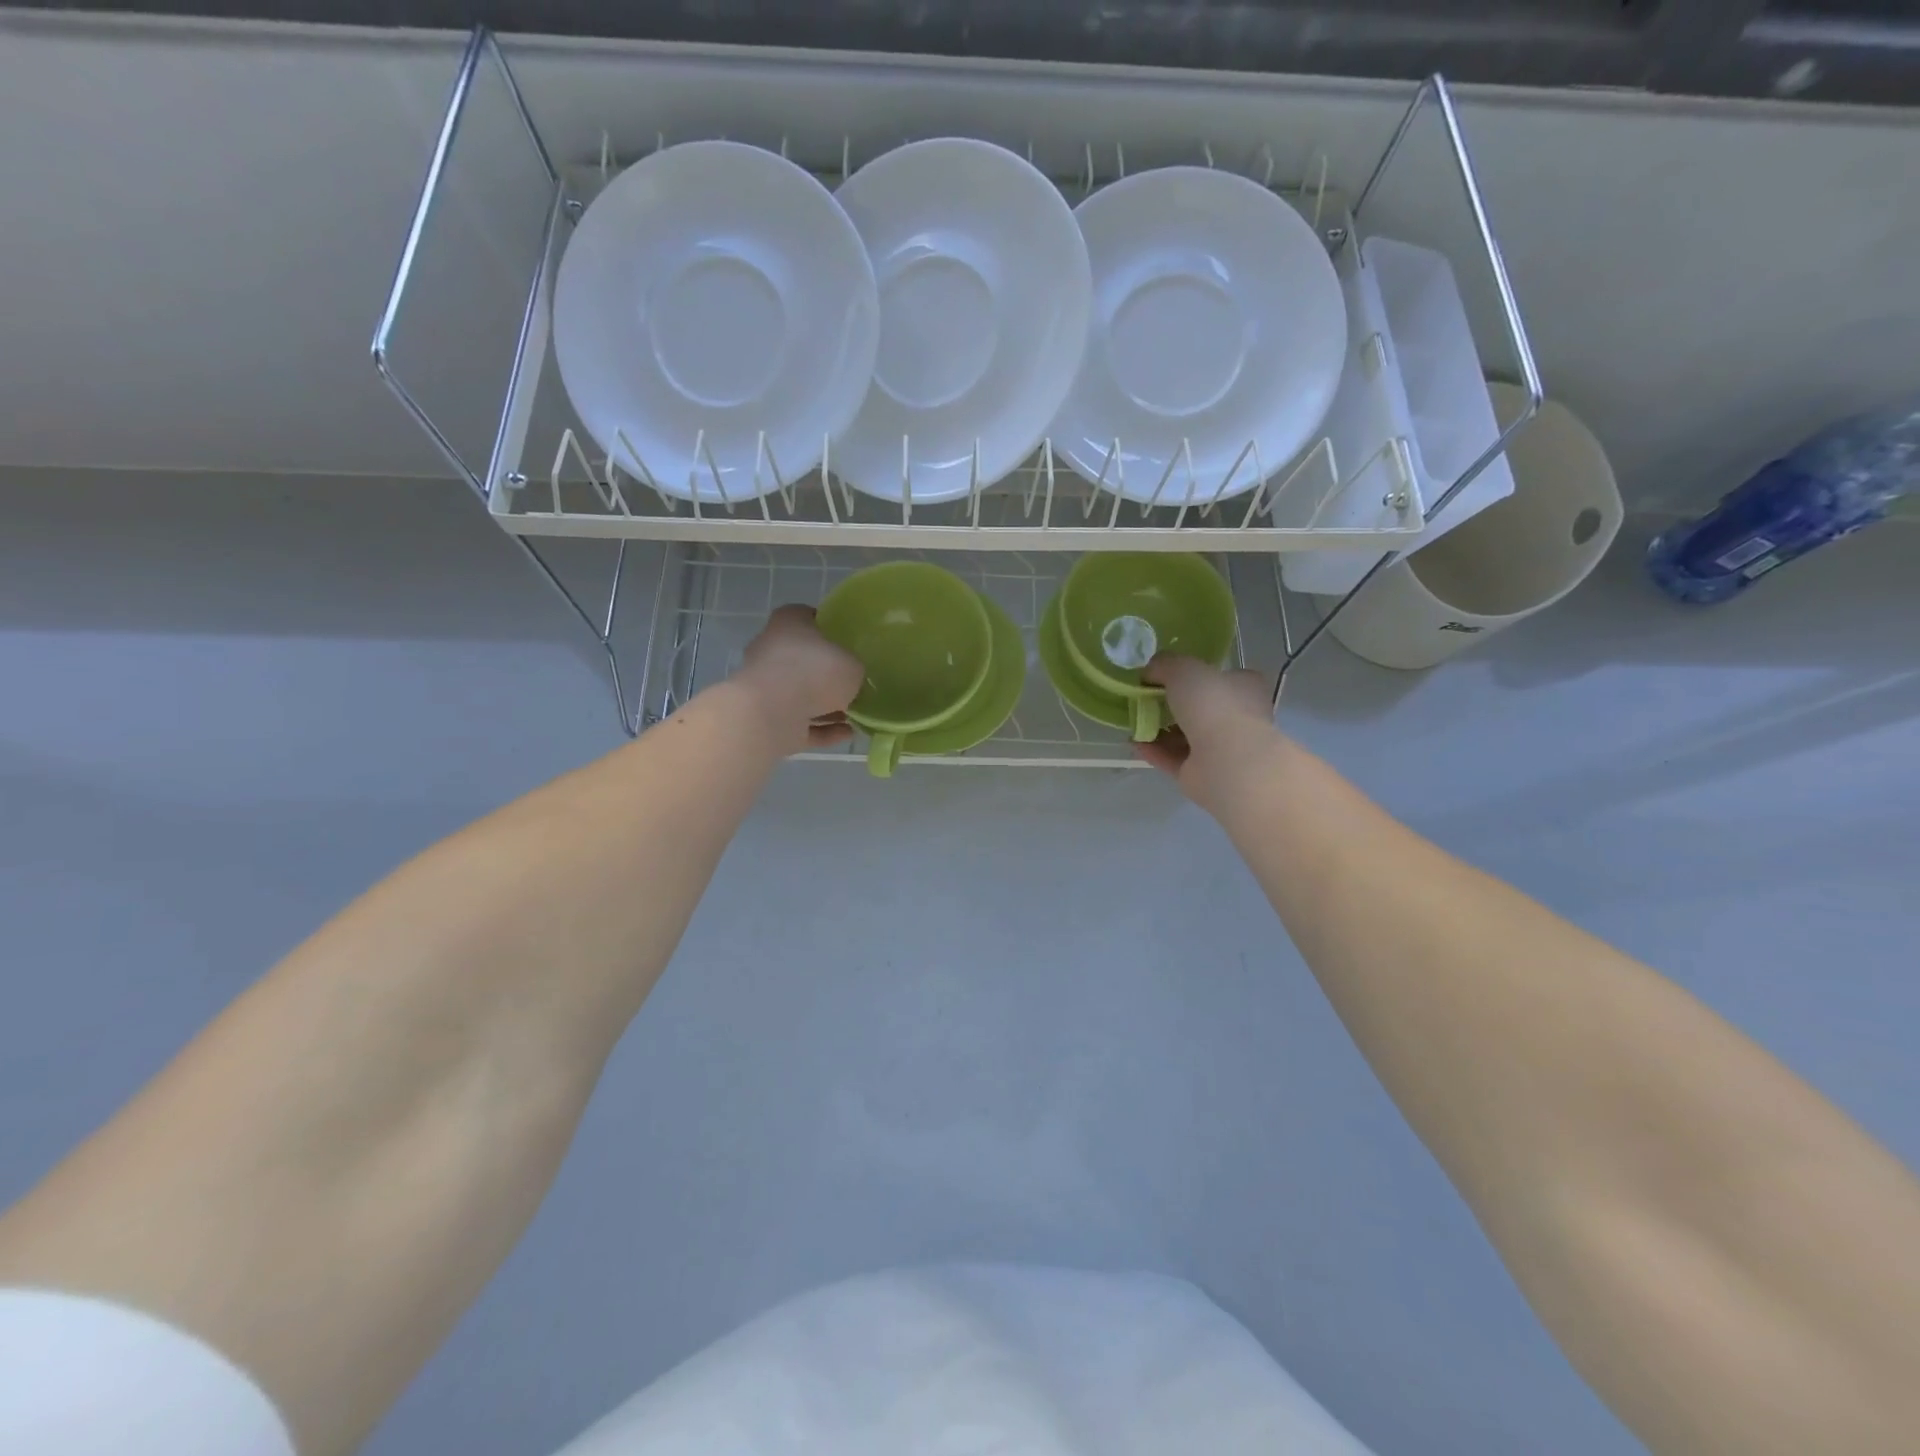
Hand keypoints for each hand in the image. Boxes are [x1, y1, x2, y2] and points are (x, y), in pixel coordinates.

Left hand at [734, 604, 865, 755]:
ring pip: (801, 695)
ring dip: (826, 706)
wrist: (772, 712)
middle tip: (854, 682)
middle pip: (802, 659)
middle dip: (826, 673)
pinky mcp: (768, 719)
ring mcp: (767, 687)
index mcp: (788, 624)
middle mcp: (772, 651)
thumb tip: (851, 679)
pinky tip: (848, 733)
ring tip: (856, 715)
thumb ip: (853, 669)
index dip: (827, 627)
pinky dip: (823, 729)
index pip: (807, 617)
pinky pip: (802, 723)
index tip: (846, 641)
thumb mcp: (852, 664)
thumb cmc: (814, 671)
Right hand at [1134, 655, 1286, 813]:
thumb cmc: (1213, 705)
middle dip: (1172, 704)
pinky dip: (1155, 750)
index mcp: (1245, 687)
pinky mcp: (1204, 774)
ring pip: (1186, 735)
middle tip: (1144, 698)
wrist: (1226, 761)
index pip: (1222, 677)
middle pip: (1201, 707)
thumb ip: (1164, 665)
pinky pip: (1175, 758)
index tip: (1167, 675)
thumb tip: (1150, 672)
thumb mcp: (1183, 669)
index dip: (1196, 674)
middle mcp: (1239, 717)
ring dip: (1160, 728)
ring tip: (1134, 721)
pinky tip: (1135, 742)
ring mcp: (1223, 748)